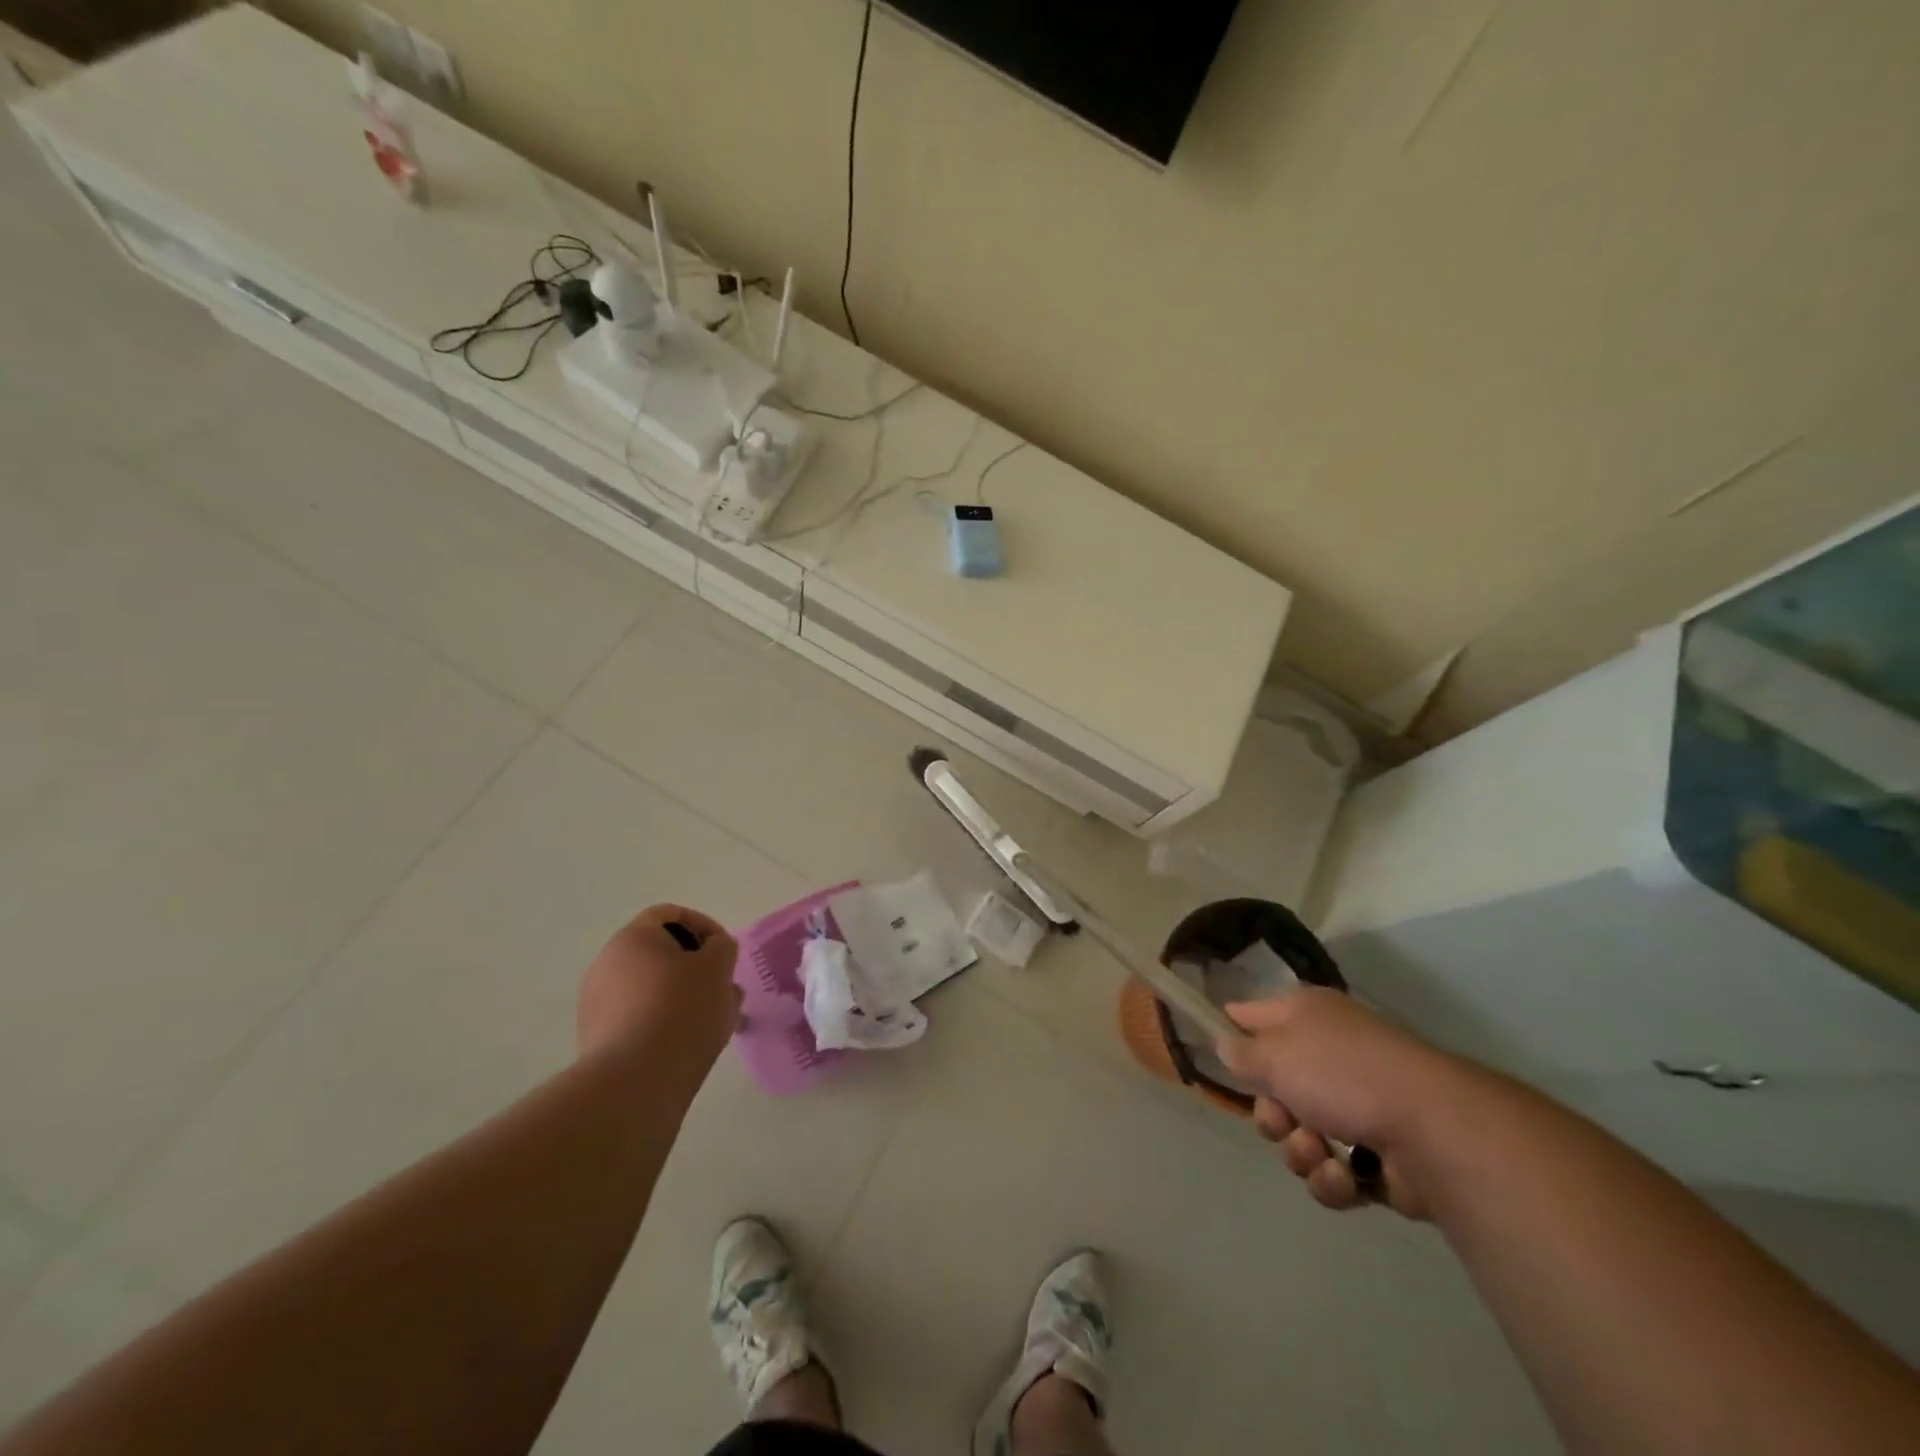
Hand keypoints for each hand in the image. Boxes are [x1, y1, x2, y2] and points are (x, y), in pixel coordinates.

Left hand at [577, 904, 740, 1067]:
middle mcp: (606, 963)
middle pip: (657, 952)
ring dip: (680, 995)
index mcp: (633, 938)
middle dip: (693, 965)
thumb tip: (713, 951)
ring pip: (648, 987)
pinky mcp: (595, 1039)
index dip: (702, 925)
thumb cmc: (682, 1009)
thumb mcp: (719, 967)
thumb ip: (722, 947)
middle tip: (720, 985)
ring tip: (710, 1019)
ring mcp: (595, 1003)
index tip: (724, 950)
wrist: (635, 1082)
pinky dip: (662, 1021)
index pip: (669, 914)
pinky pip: (636, 1017)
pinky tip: (685, 1042)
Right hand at [1217, 989, 1477, 1219]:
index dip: (1231, 1033)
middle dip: (1271, 1115)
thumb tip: (1224, 1044)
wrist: (1432, 1130)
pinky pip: (1331, 1171)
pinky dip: (1332, 1178)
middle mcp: (1327, 1055)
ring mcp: (1354, 1106)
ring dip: (1301, 1151)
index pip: (1252, 1016)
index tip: (1214, 1055)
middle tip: (1282, 1120)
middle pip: (1273, 1088)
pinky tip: (1347, 1176)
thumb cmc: (1342, 1074)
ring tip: (1321, 1152)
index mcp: (1306, 1017)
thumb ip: (1241, 1052)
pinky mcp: (1376, 1157)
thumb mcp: (1275, 1053)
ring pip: (1299, 1135)